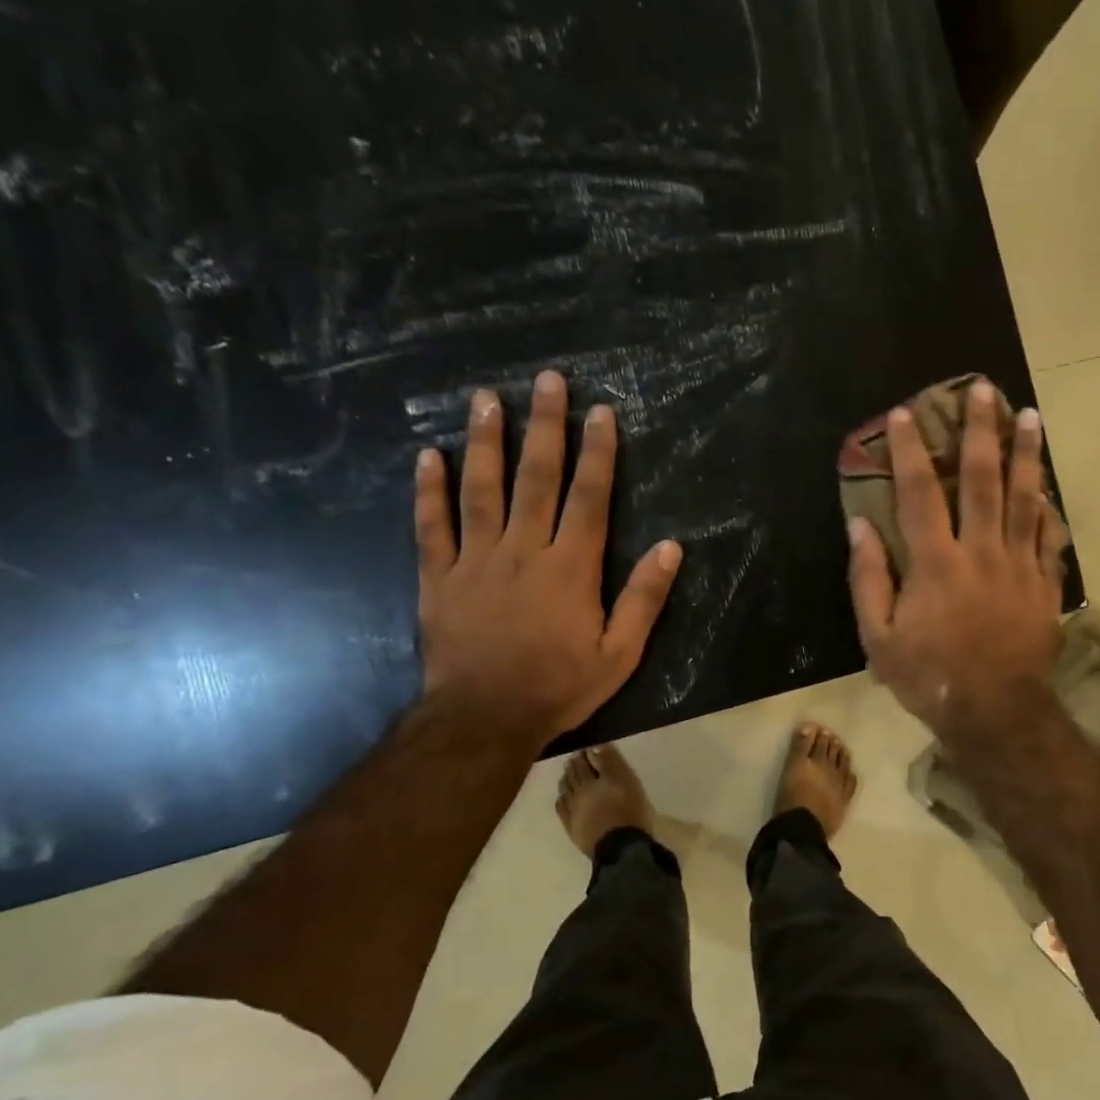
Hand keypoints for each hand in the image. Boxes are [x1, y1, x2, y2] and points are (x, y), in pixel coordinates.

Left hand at [415, 374, 681, 740]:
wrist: (485, 719)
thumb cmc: (560, 686)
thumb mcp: (620, 652)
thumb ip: (644, 598)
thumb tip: (671, 547)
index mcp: (571, 568)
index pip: (589, 498)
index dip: (598, 453)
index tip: (600, 412)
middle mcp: (524, 551)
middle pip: (536, 478)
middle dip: (545, 426)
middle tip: (547, 380)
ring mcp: (476, 560)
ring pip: (481, 489)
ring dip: (486, 442)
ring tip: (486, 399)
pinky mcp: (439, 577)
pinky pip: (432, 527)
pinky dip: (429, 491)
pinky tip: (428, 456)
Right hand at [847, 379, 1066, 743]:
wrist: (995, 712)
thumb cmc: (929, 677)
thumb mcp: (879, 638)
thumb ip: (868, 578)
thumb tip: (859, 526)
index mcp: (936, 563)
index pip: (918, 493)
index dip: (909, 450)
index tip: (905, 413)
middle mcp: (981, 551)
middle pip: (981, 479)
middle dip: (980, 430)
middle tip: (984, 390)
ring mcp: (1019, 565)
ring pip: (1025, 497)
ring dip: (1026, 454)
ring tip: (1029, 416)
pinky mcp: (1044, 584)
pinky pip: (1049, 536)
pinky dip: (1048, 508)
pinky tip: (1048, 486)